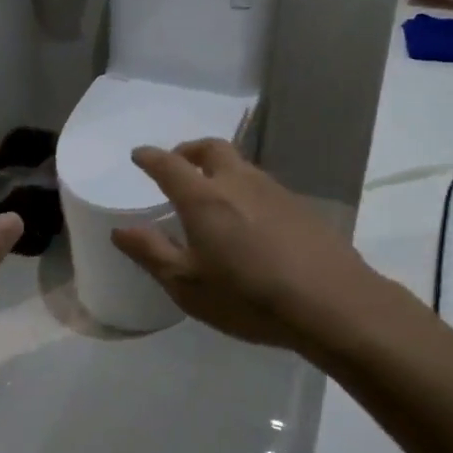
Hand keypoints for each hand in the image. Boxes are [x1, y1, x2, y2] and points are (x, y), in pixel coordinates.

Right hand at [111, 139, 381, 352]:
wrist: (332, 303)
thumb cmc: (248, 296)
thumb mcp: (187, 285)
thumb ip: (151, 253)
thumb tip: (120, 230)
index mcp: (204, 198)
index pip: (169, 165)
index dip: (150, 157)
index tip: (138, 155)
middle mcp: (238, 182)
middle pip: (211, 149)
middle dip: (188, 150)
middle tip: (177, 164)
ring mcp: (274, 190)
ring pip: (240, 164)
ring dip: (219, 168)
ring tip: (210, 192)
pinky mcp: (300, 206)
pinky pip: (262, 185)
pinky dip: (244, 188)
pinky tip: (247, 218)